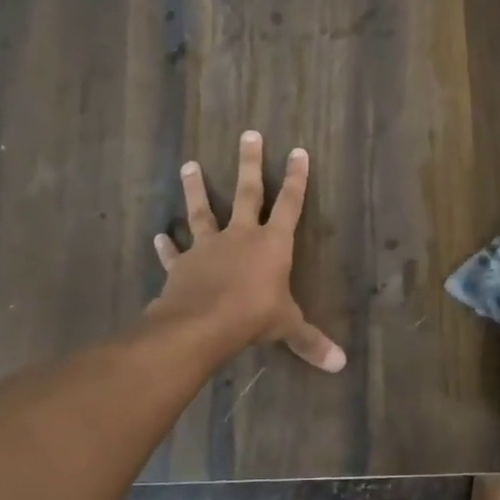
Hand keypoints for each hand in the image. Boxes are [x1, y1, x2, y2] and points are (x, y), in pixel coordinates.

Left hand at [148, 131, 346, 372]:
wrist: (202, 324)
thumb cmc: (253, 317)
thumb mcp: (288, 328)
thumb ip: (311, 342)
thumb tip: (341, 365)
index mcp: (272, 245)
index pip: (289, 205)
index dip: (296, 179)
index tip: (298, 151)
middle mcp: (240, 237)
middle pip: (246, 192)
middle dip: (250, 163)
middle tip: (249, 134)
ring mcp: (207, 247)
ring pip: (202, 211)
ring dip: (196, 188)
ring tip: (189, 164)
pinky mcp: (182, 265)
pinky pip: (174, 253)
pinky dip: (166, 246)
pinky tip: (158, 236)